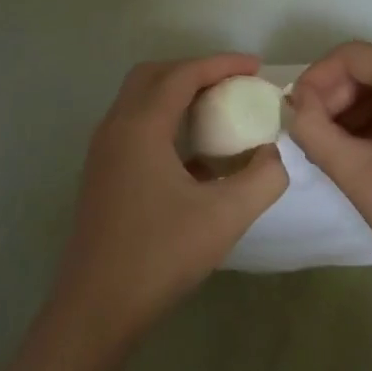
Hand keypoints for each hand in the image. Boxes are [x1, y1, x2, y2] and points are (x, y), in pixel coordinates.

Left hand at [51, 55, 287, 346]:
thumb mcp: (225, 217)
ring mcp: (103, 151)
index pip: (183, 74)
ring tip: (217, 111)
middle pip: (154, 76)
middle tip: (233, 84)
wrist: (97, 307)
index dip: (221, 64)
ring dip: (177, 95)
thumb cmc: (160, 255)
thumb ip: (263, 178)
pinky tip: (193, 156)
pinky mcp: (102, 173)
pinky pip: (134, 126)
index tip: (256, 67)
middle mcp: (115, 127)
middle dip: (195, 71)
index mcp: (140, 126)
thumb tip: (275, 155)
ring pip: (139, 100)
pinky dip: (164, 121)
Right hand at [288, 42, 371, 298]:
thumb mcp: (352, 169)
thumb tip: (297, 104)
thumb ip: (312, 127)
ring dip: (358, 111)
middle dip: (337, 98)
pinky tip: (368, 150)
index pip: (351, 57)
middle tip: (313, 134)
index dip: (315, 80)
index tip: (294, 112)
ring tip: (335, 148)